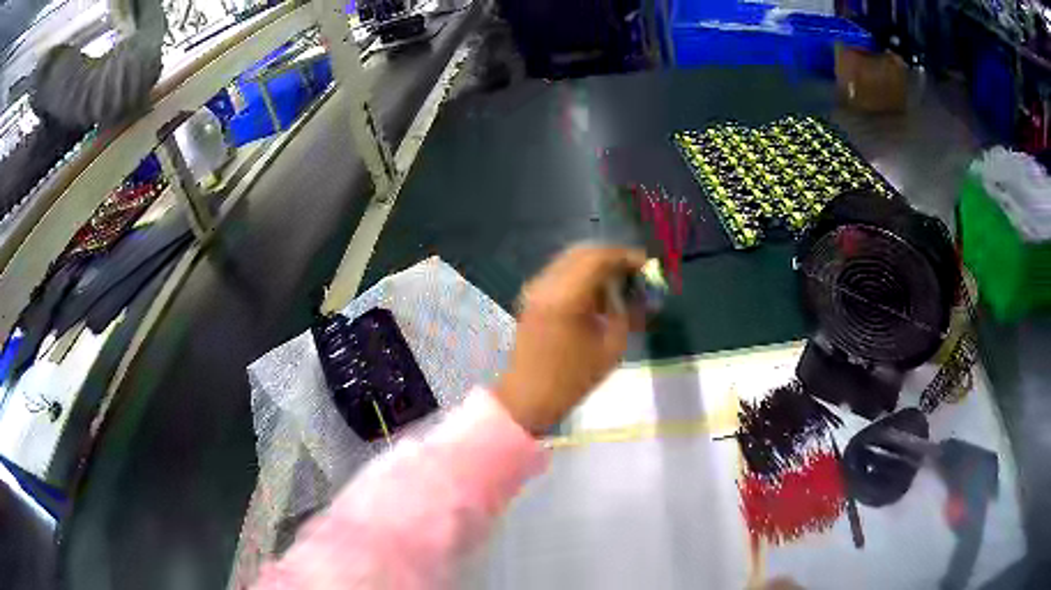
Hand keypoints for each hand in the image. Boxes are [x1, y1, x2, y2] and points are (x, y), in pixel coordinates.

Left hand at [495, 245, 646, 433]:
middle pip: (584, 253)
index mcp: (565, 296)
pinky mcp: (532, 296)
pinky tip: (598, 293)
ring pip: (571, 260)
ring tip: (620, 283)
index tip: (647, 265)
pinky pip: (561, 273)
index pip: (599, 258)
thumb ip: (625, 311)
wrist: (528, 397)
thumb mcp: (611, 346)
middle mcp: (546, 284)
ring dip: (597, 266)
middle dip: (612, 258)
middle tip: (635, 272)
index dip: (626, 256)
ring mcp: (535, 288)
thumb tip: (636, 291)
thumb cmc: (573, 378)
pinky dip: (582, 275)